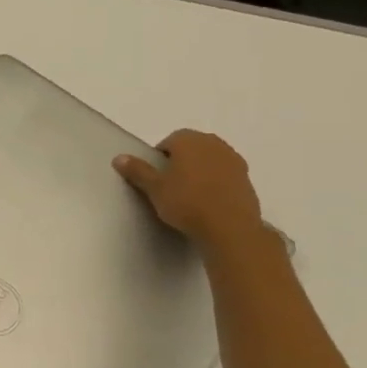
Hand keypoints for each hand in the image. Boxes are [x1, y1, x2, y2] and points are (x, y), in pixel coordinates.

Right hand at [114, 130, 266, 249]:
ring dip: (200, 171)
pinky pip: (225, 175)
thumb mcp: (154, 188)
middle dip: (181, 162)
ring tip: (191, 195)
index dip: (160, 159)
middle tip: (171, 186)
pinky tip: (209, 202)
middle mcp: (213, 143)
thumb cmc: (186, 202)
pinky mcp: (247, 178)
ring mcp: (234, 160)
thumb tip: (119, 158)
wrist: (230, 227)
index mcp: (189, 140)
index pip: (169, 142)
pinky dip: (216, 183)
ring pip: (210, 160)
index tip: (156, 178)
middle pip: (191, 148)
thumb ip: (137, 170)